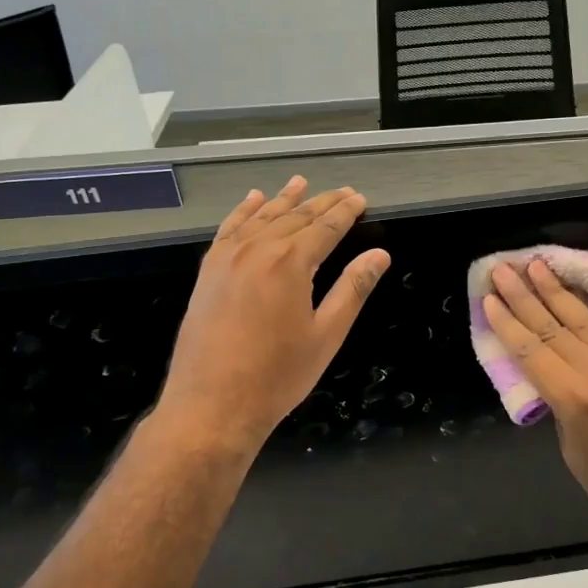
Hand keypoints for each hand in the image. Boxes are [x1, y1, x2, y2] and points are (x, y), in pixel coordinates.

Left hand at [155, 178, 388, 458]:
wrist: (211, 404)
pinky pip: (229, 229)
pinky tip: (253, 200)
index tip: (359, 199)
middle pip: (295, 216)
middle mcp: (258, 250)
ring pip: (261, 217)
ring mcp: (227, 258)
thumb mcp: (326, 335)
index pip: (325, 227)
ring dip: (284, 199)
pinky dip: (243, 211)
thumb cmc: (277, 375)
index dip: (345, 212)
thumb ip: (353, 289)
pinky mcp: (208, 271)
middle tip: (342, 191)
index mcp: (290, 263)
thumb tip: (380, 256)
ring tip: (300, 182)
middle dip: (321, 202)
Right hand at [482, 260, 587, 561]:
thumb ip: (561, 410)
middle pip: (553, 327)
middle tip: (503, 269)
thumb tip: (552, 384)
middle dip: (525, 295)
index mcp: (577, 400)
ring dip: (556, 291)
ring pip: (583, 320)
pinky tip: (573, 297)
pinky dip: (585, 311)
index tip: (489, 298)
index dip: (507, 324)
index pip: (532, 351)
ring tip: (536, 265)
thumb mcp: (576, 456)